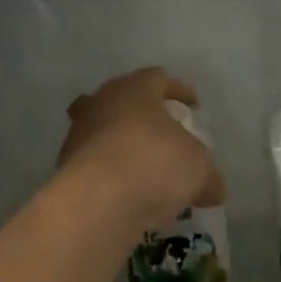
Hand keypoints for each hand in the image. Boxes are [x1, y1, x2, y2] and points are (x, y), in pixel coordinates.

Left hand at [56, 68, 225, 233]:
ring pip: (103, 134)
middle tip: (161, 134)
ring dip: (123, 148)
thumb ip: (209, 176)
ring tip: (145, 172)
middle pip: (122, 101)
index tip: (194, 107)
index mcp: (134, 89)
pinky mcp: (65, 169)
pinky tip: (128, 196)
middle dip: (142, 116)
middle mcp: (100, 104)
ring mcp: (77, 136)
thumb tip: (215, 190)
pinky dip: (111, 176)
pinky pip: (95, 167)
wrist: (98, 202)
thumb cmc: (155, 165)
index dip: (179, 91)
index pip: (159, 79)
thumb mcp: (198, 170)